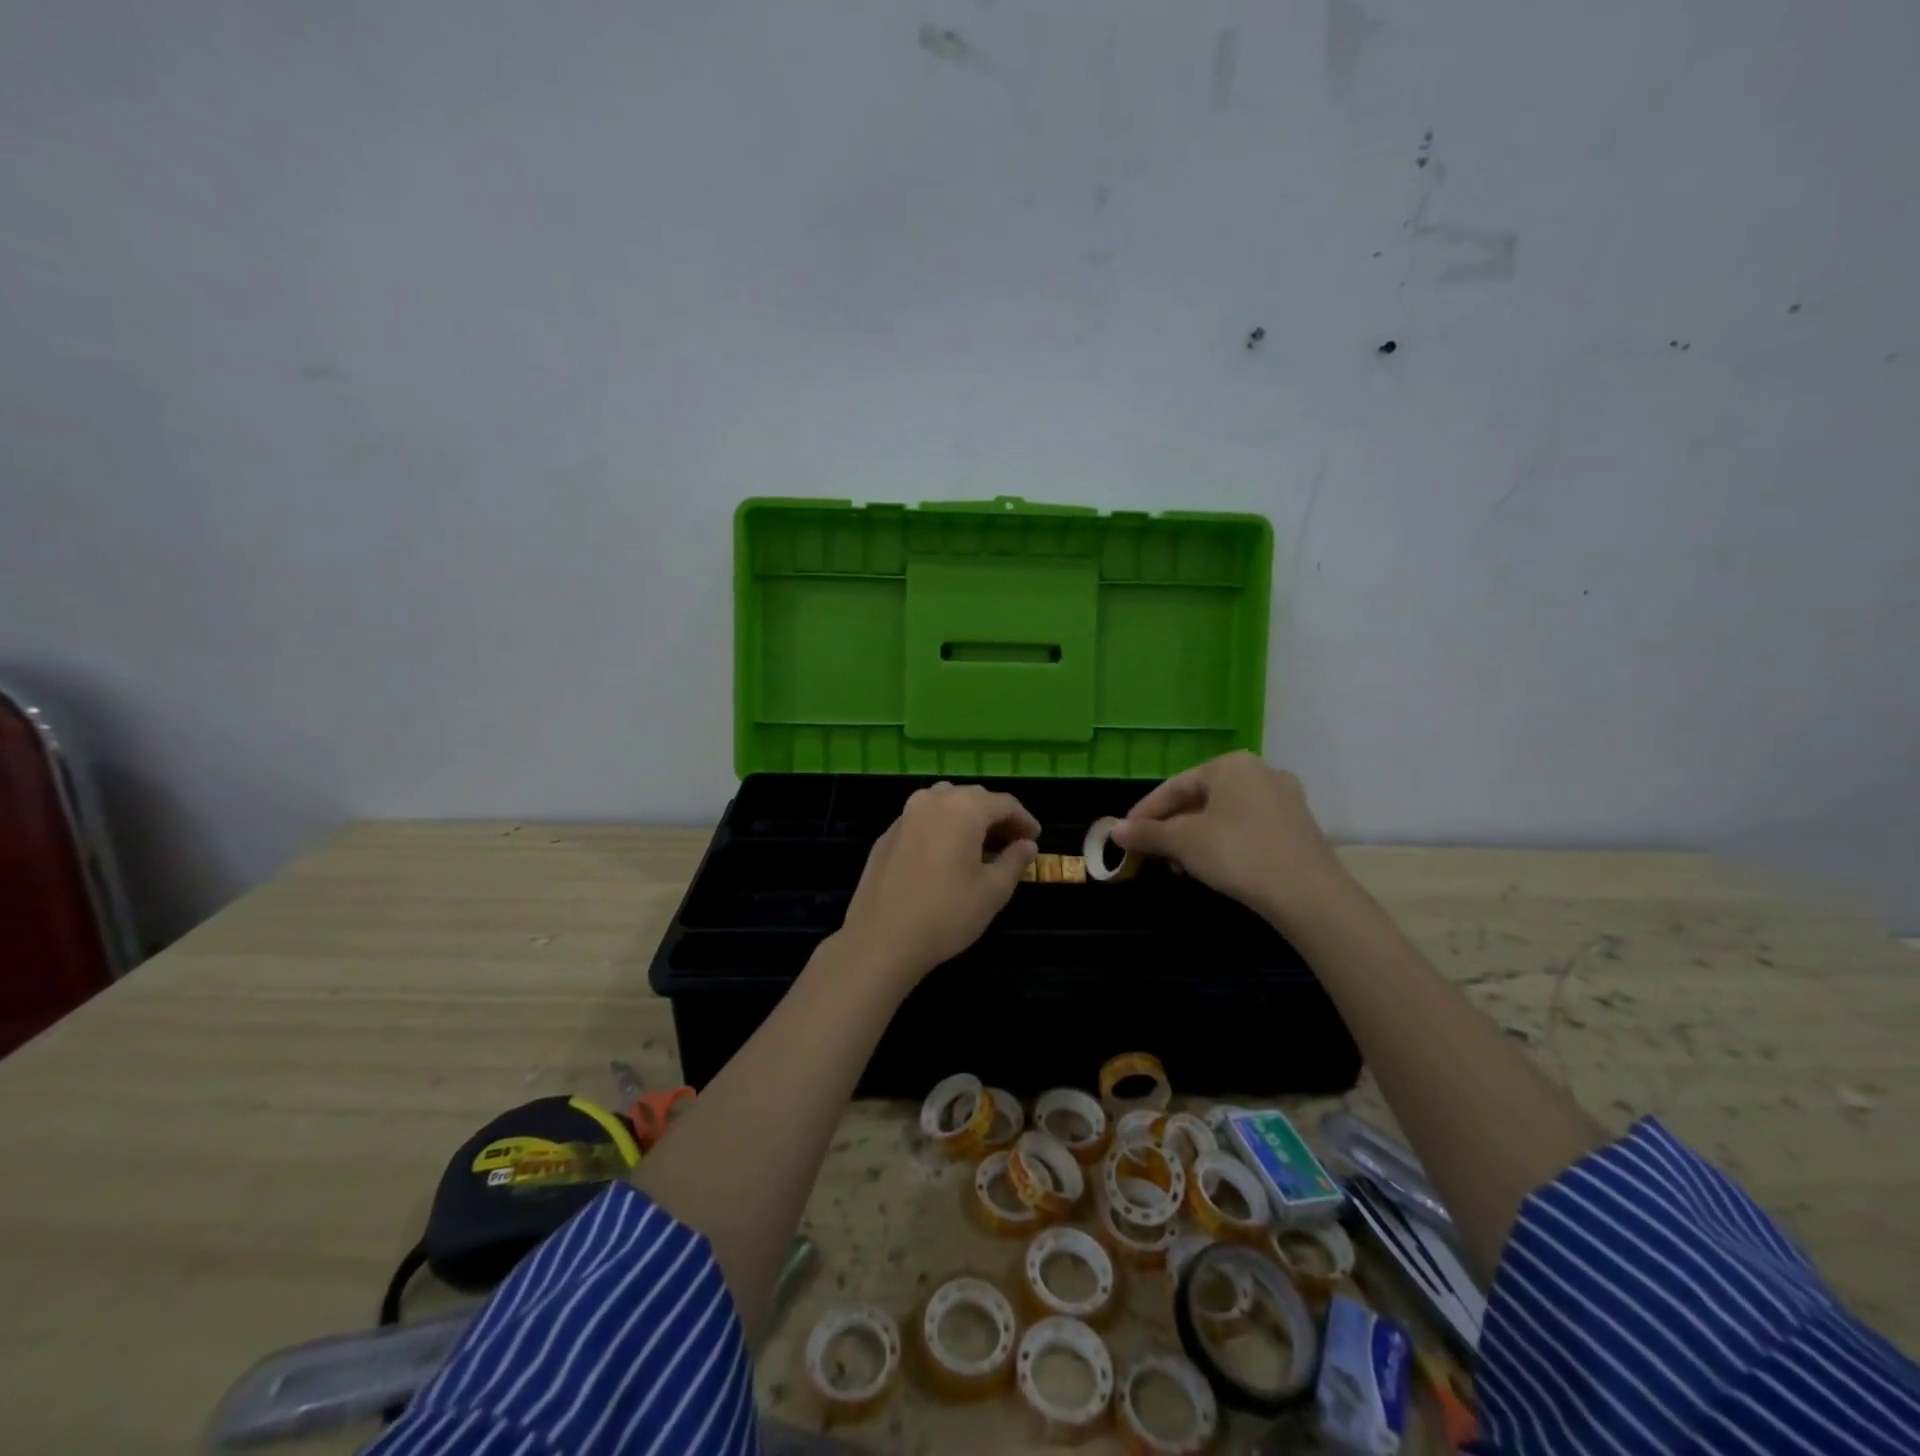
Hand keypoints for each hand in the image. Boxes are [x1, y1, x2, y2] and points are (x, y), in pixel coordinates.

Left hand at [833, 782, 1039, 987]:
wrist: (881, 939)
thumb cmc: (947, 914)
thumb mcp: (993, 891)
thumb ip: (1014, 861)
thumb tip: (1027, 845)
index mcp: (964, 808)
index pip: (1004, 803)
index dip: (1024, 819)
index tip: (1035, 839)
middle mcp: (933, 800)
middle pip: (973, 798)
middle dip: (995, 817)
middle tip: (1011, 843)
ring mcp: (905, 815)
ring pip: (944, 804)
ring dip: (966, 818)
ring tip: (980, 847)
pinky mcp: (886, 835)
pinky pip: (923, 821)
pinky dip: (941, 829)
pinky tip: (946, 857)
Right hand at [1109, 752, 1350, 929]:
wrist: (1308, 893)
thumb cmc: (1237, 853)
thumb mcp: (1182, 842)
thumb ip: (1147, 833)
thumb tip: (1114, 831)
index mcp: (1231, 765)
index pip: (1175, 785)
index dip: (1146, 811)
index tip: (1125, 834)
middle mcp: (1261, 772)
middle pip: (1201, 798)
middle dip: (1172, 827)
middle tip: (1152, 853)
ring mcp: (1285, 799)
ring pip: (1225, 815)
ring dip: (1196, 838)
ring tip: (1180, 866)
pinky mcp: (1299, 827)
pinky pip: (1249, 828)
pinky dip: (1225, 843)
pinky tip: (1215, 867)